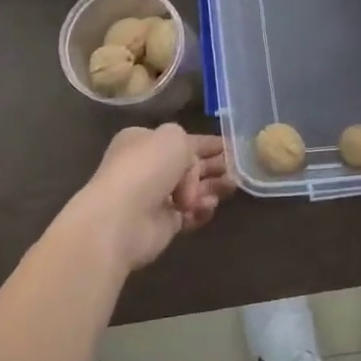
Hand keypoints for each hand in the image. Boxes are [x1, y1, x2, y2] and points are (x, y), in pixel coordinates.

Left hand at [60, 125, 233, 273]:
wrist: (122, 218)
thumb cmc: (146, 167)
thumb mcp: (173, 136)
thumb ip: (191, 144)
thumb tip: (190, 170)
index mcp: (143, 141)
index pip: (182, 139)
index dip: (208, 143)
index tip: (232, 146)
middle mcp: (147, 167)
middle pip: (189, 165)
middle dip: (213, 166)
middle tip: (238, 168)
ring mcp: (153, 197)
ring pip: (192, 190)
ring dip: (212, 188)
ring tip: (232, 186)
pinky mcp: (162, 224)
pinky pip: (189, 214)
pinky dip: (201, 210)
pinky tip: (208, 207)